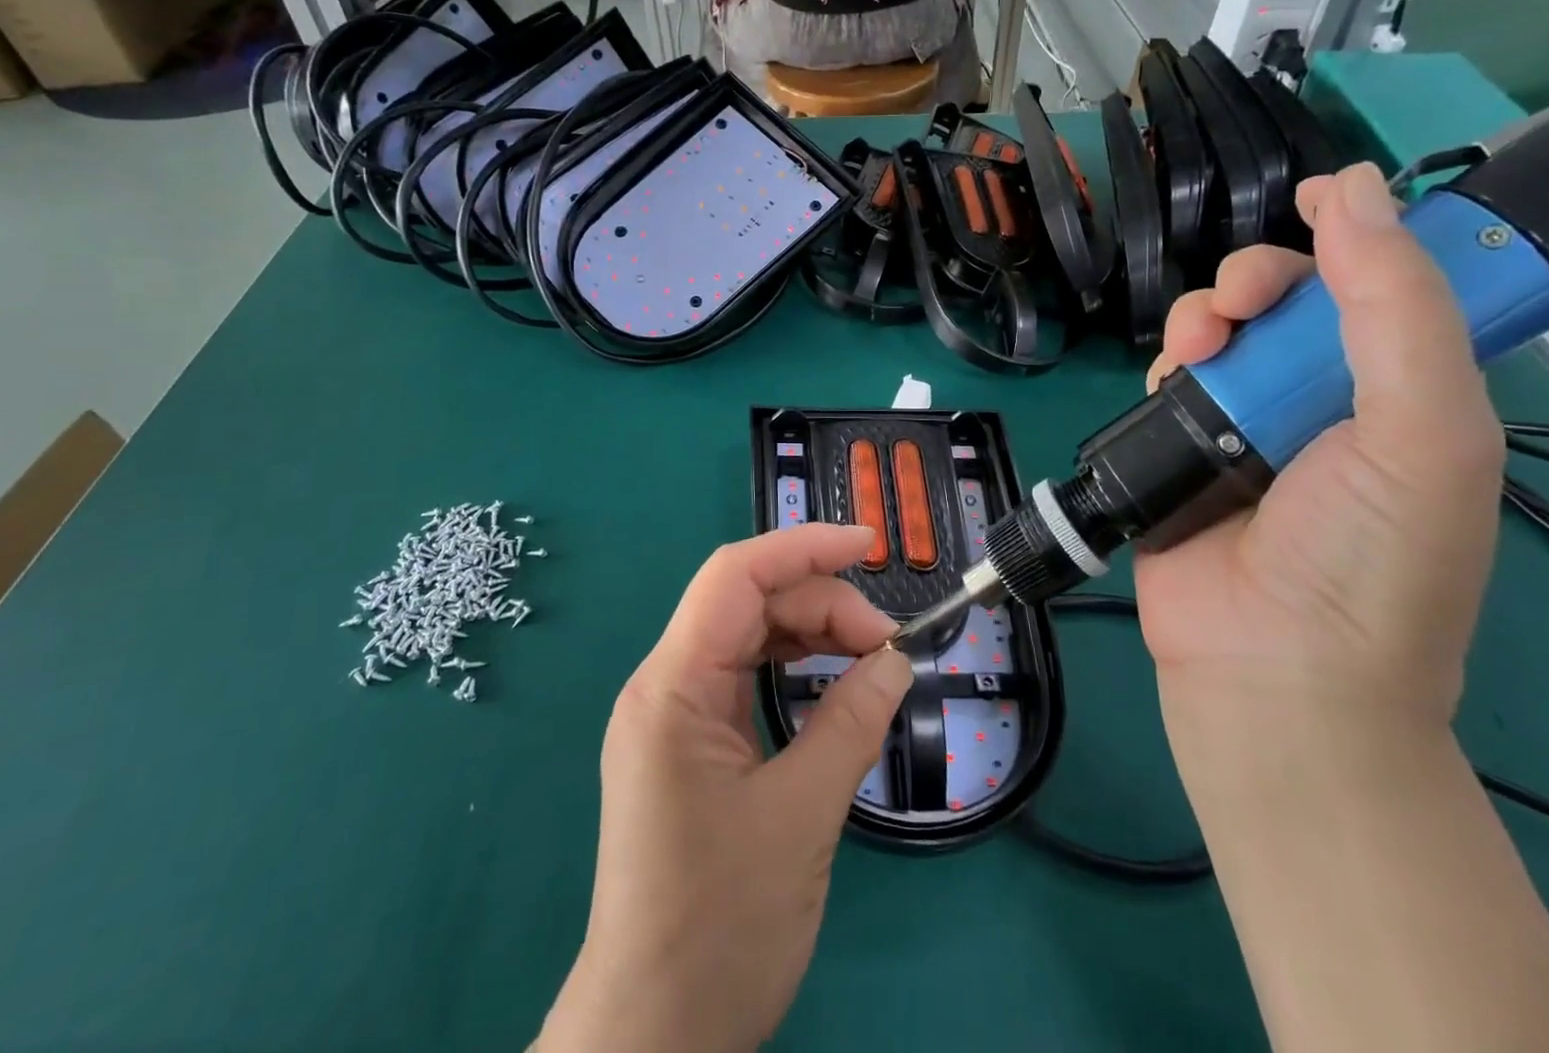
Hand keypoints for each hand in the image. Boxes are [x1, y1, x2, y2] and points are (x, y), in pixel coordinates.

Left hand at [537, 524, 912, 1052]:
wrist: (652, 1036)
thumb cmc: (719, 927)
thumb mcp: (801, 817)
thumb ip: (851, 724)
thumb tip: (896, 658)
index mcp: (672, 686)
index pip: (735, 576)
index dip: (803, 546)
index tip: (868, 545)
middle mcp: (665, 684)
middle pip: (748, 603)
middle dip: (822, 604)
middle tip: (888, 644)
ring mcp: (674, 714)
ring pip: (749, 635)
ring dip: (812, 634)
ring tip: (871, 658)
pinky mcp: (690, 742)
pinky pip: (745, 675)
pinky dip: (794, 666)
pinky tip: (833, 680)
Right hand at [1136, 162, 1506, 724]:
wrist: (1271, 665)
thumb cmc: (1370, 555)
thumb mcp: (1423, 430)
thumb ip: (1398, 307)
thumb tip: (1358, 187)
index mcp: (1404, 390)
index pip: (1385, 286)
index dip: (1355, 232)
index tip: (1312, 198)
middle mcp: (1326, 397)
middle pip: (1288, 299)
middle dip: (1257, 278)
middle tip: (1238, 301)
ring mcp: (1247, 420)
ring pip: (1219, 328)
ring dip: (1201, 317)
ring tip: (1195, 347)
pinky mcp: (1182, 442)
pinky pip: (1170, 373)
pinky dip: (1168, 362)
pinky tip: (1171, 380)